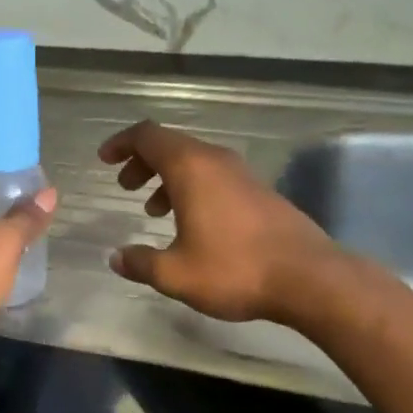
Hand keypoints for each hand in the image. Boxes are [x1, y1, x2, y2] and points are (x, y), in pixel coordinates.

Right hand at [99, 120, 340, 324]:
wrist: (308, 277)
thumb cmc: (235, 269)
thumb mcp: (176, 274)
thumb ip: (140, 263)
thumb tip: (116, 258)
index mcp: (190, 168)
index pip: (147, 136)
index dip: (121, 143)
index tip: (104, 159)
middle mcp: (216, 160)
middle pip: (170, 145)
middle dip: (142, 161)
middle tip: (125, 186)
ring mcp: (242, 174)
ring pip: (194, 161)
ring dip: (167, 177)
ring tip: (153, 210)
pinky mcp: (259, 191)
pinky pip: (214, 176)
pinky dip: (192, 188)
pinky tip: (191, 224)